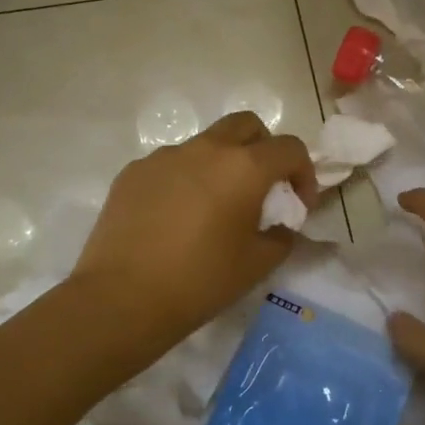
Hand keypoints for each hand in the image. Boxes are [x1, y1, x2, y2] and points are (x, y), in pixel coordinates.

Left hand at [72, 112, 317, 347]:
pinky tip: (175, 217)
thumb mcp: (257, 265)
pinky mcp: (133, 171)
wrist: (121, 298)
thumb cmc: (200, 281)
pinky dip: (185, 179)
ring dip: (221, 164)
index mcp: (243, 167)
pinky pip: (171, 164)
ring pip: (205, 143)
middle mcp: (205, 149)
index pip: (289, 148)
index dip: (303, 173)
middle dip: (263, 149)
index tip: (298, 205)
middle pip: (246, 125)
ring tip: (214, 207)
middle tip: (261, 188)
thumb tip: (281, 225)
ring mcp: (165, 156)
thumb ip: (281, 236)